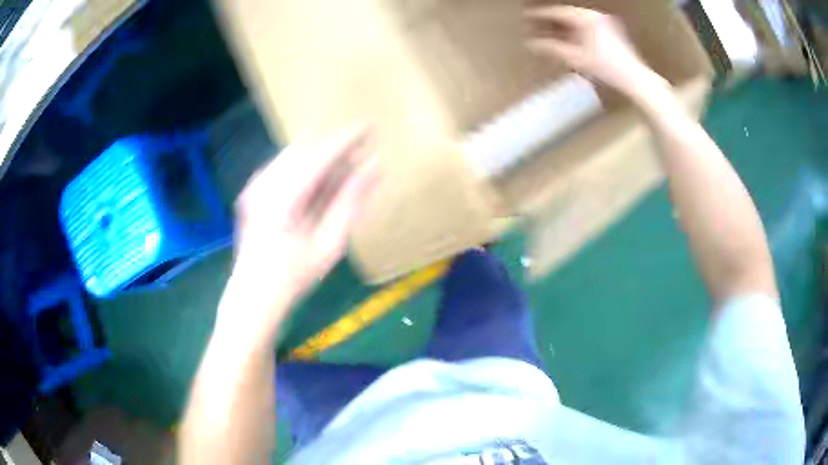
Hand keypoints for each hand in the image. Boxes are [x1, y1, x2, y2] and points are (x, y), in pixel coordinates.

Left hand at [216, 126, 378, 345]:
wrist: (253, 294)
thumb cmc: (293, 275)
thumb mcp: (330, 243)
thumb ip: (350, 201)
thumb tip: (373, 167)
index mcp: (285, 195)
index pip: (321, 153)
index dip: (347, 139)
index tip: (370, 127)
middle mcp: (266, 183)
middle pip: (305, 149)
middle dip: (333, 148)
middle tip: (358, 155)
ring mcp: (255, 186)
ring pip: (292, 155)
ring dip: (318, 156)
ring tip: (341, 168)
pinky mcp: (252, 192)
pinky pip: (281, 166)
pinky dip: (302, 167)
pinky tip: (315, 181)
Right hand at [525, 6, 650, 96]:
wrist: (635, 78)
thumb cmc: (606, 68)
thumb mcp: (574, 58)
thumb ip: (551, 48)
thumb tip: (531, 44)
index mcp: (586, 17)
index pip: (557, 12)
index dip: (539, 15)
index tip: (525, 17)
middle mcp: (596, 16)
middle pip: (568, 15)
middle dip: (551, 22)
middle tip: (535, 26)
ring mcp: (606, 23)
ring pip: (578, 21)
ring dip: (563, 28)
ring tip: (549, 34)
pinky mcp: (612, 32)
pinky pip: (588, 27)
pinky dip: (576, 32)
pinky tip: (569, 40)